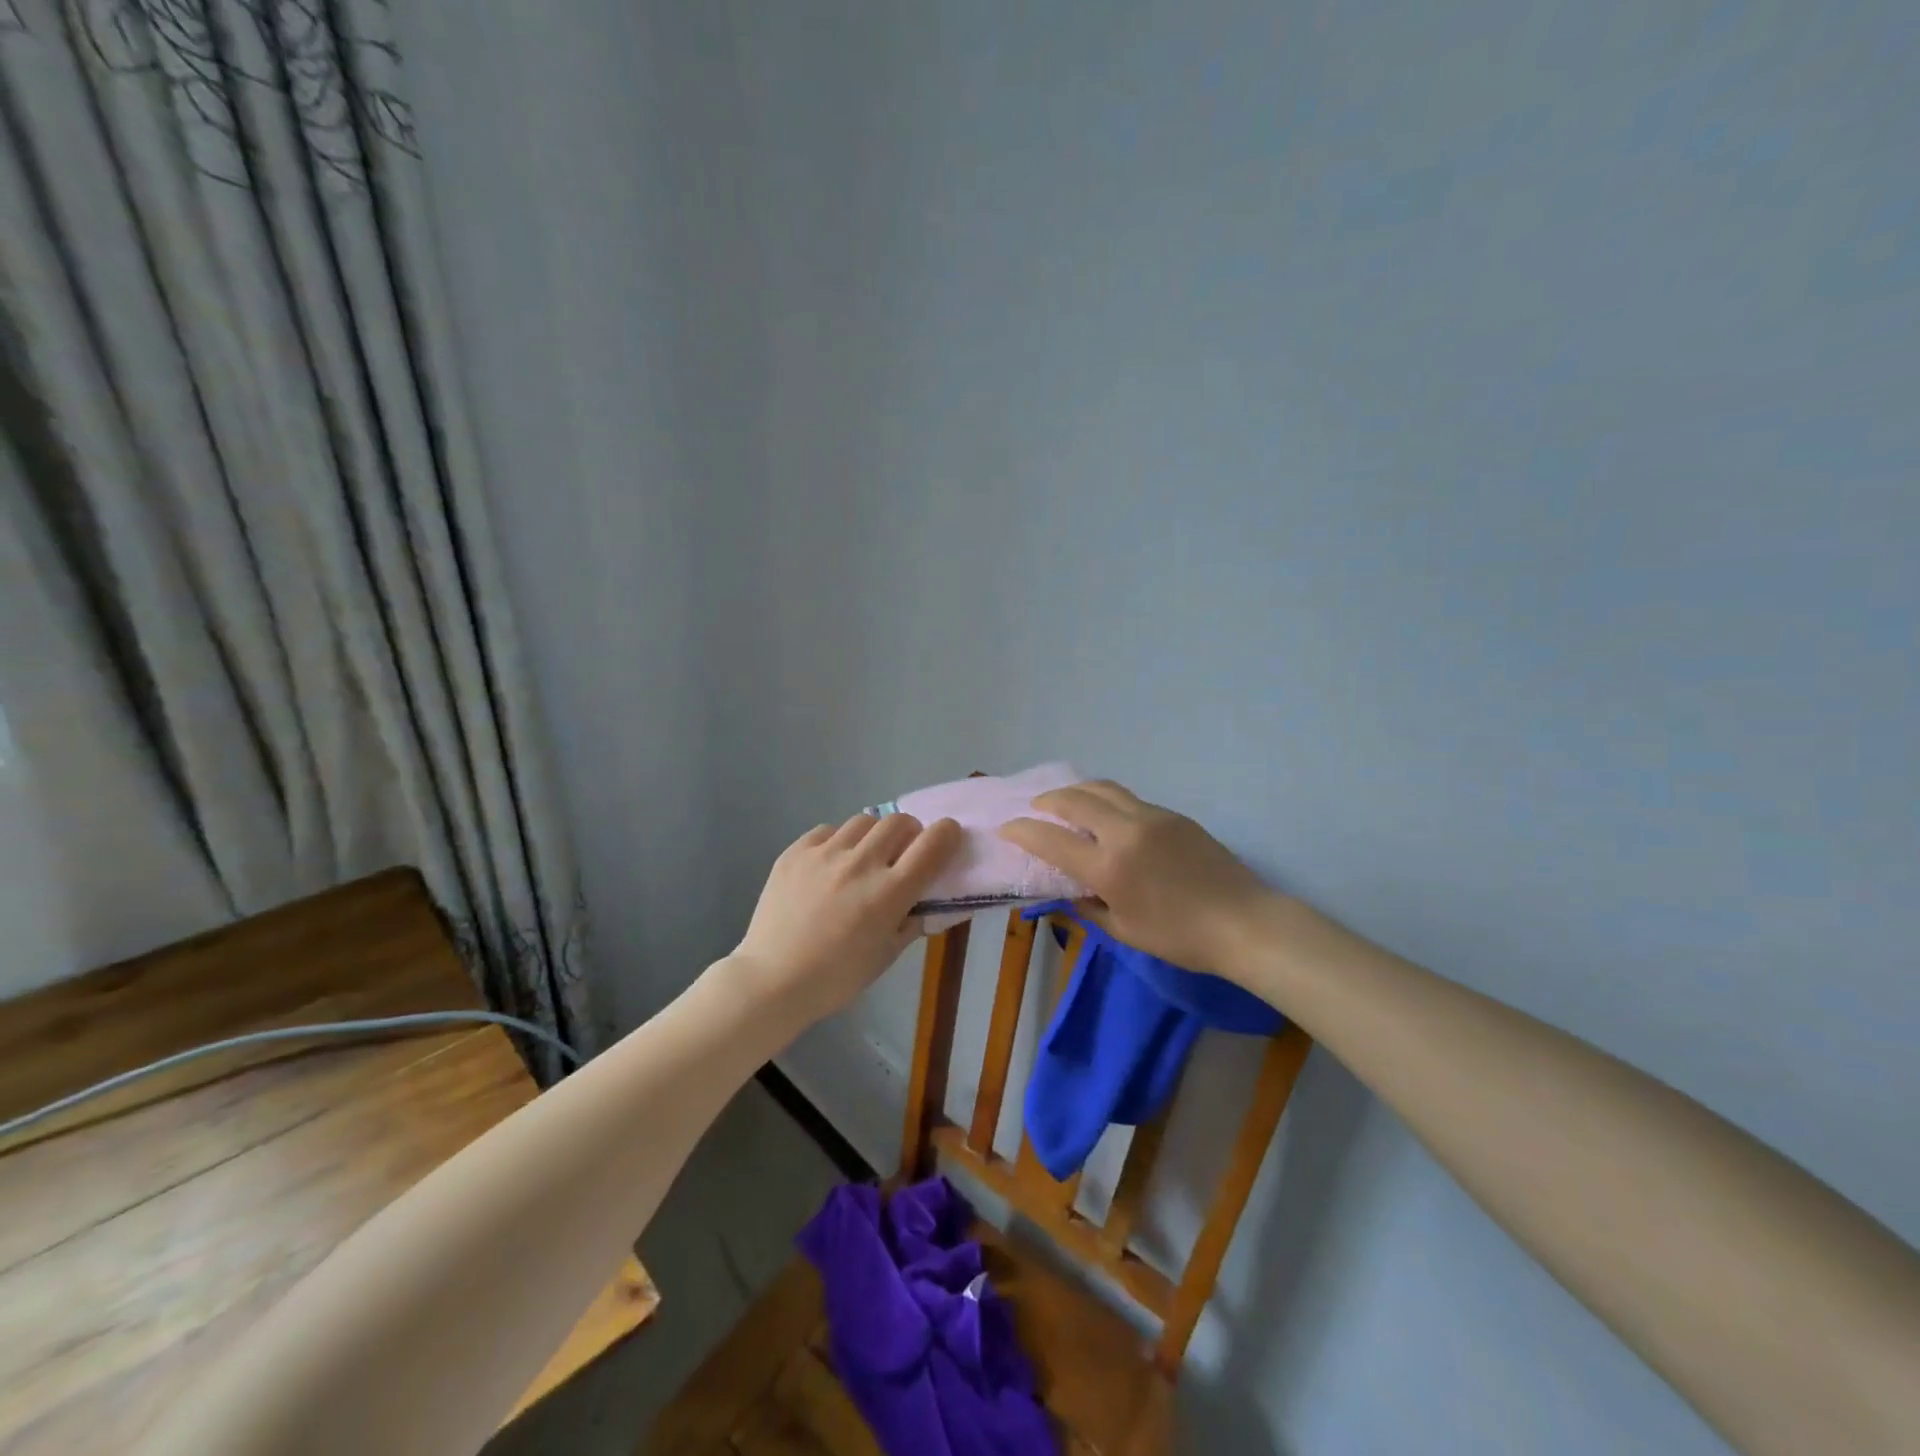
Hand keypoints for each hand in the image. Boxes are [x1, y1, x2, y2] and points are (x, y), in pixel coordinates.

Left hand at [733, 813, 962, 1024]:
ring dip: (874, 835)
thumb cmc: (837, 978)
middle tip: (902, 854)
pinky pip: (828, 831)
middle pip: (900, 821)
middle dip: (910, 833)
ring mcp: (825, 854)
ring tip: (863, 858)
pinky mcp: (796, 851)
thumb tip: (930, 900)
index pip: (933, 843)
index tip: (946, 840)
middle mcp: (861, 864)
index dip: (947, 834)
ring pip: (864, 820)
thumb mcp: (887, 955)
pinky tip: (830, 865)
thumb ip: (913, 921)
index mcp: (889, 893)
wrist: (772, 981)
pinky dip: (838, 842)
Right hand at [999, 781, 1274, 979]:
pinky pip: (1129, 799)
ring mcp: (1152, 817)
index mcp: (1110, 866)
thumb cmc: (1181, 938)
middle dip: (1047, 800)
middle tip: (1035, 808)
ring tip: (1066, 801)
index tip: (1006, 828)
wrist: (1244, 922)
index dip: (1023, 831)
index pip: (1052, 839)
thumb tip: (1069, 889)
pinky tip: (1106, 816)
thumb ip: (1089, 905)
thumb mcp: (1125, 931)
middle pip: (1075, 799)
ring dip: (1077, 790)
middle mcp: (1126, 831)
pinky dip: (1106, 800)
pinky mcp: (1173, 815)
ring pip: (1104, 788)